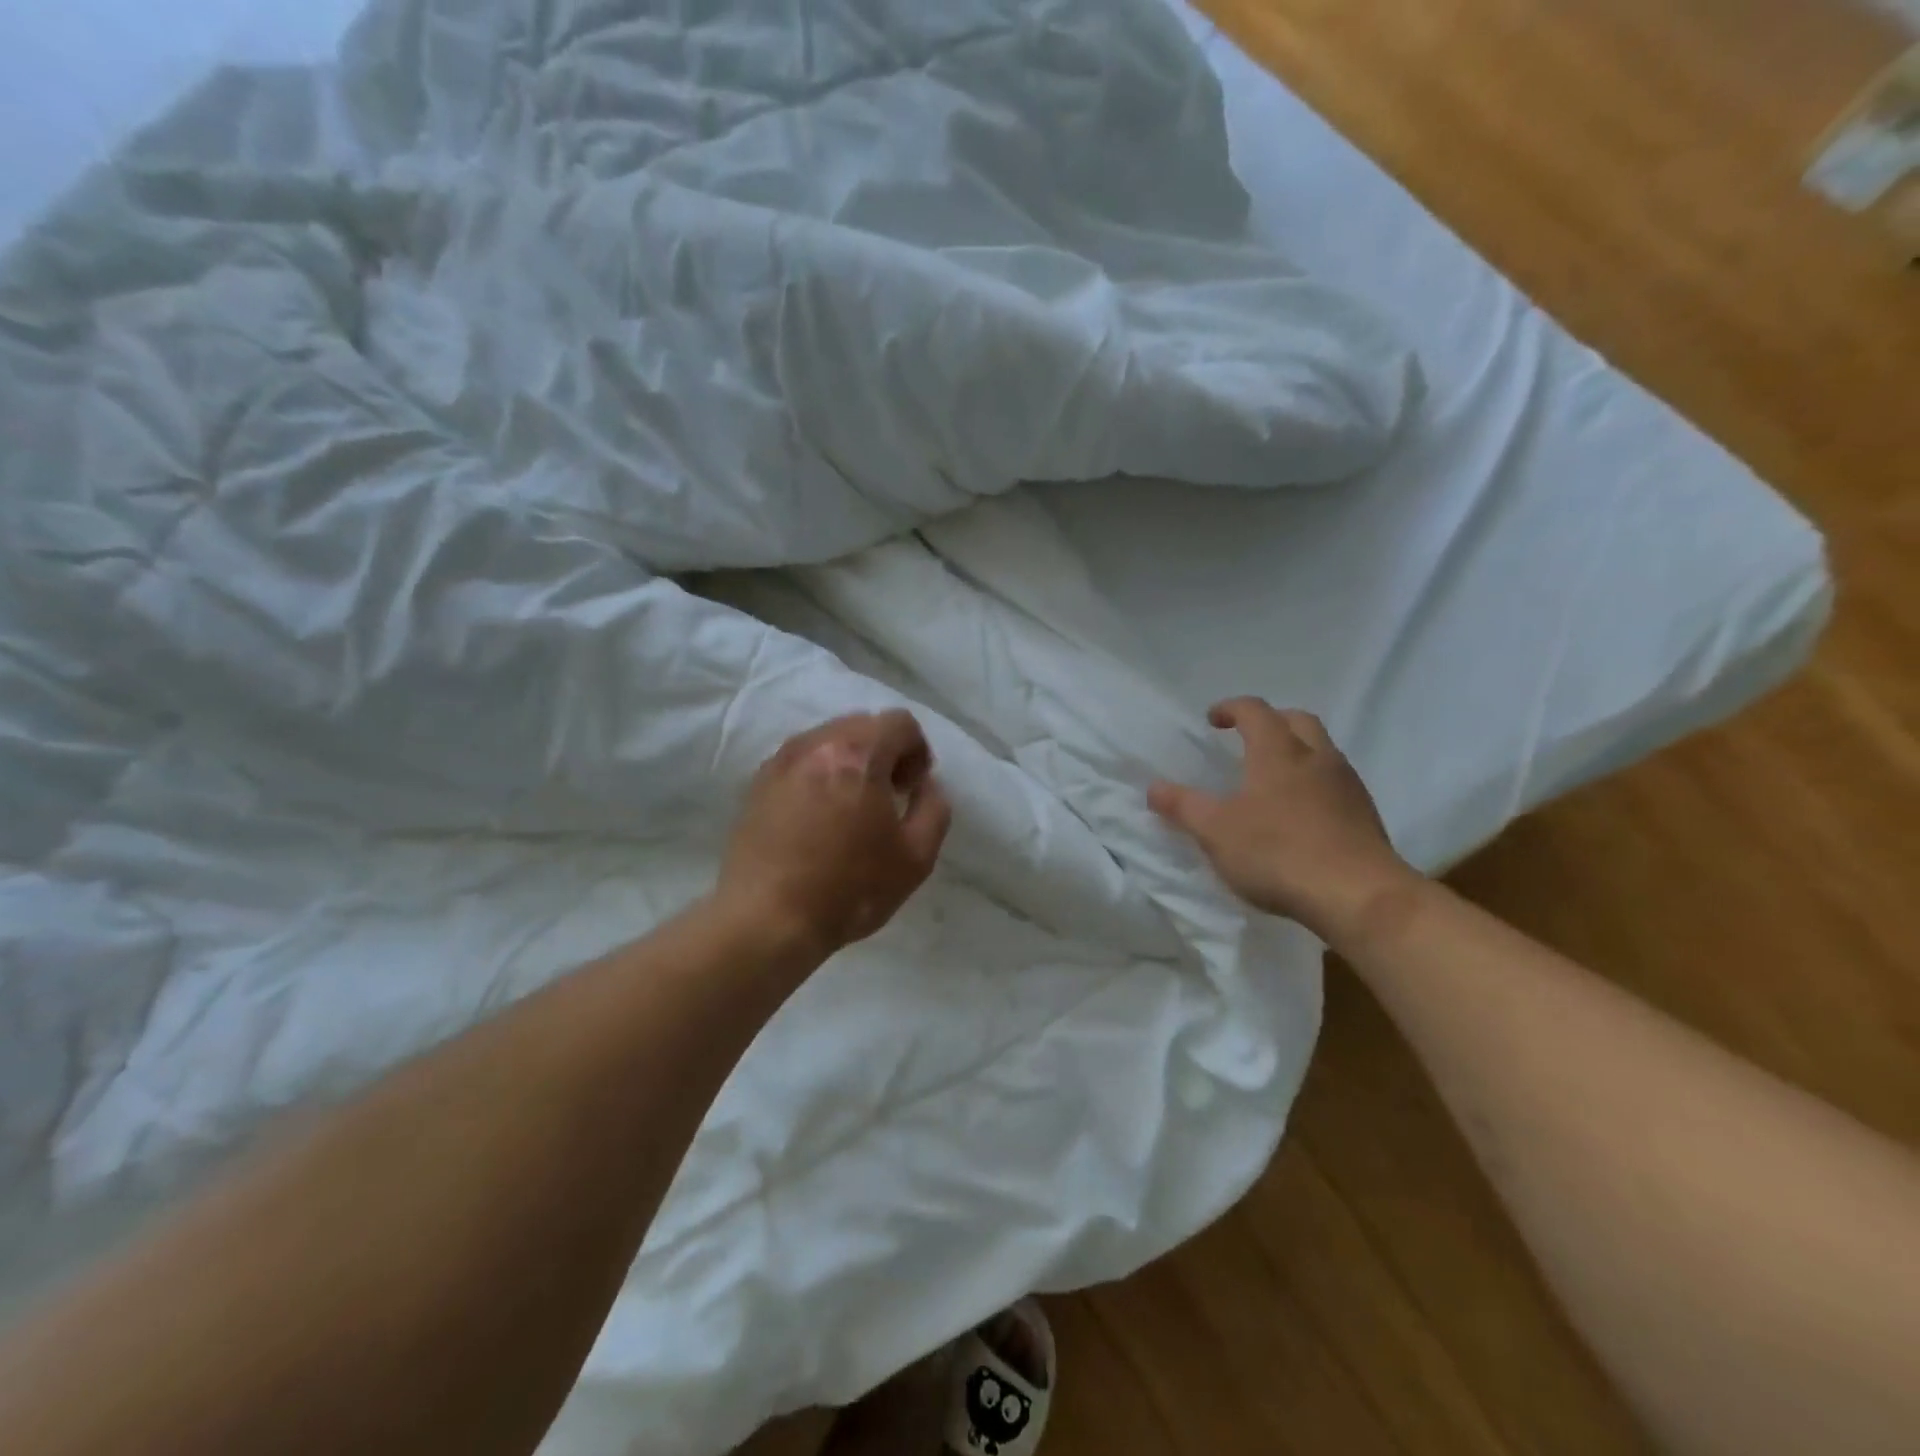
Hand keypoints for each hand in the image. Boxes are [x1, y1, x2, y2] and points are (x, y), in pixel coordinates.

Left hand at [719, 710, 951, 957]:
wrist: (767, 920)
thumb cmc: (849, 889)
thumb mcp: (916, 857)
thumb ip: (934, 809)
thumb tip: (926, 786)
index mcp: (858, 754)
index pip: (899, 722)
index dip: (917, 751)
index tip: (913, 789)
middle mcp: (816, 744)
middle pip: (862, 724)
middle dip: (884, 752)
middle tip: (888, 795)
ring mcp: (780, 762)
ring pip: (828, 740)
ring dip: (850, 762)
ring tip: (852, 807)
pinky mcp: (757, 784)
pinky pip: (800, 761)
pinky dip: (819, 775)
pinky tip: (819, 817)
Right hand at [1148, 697, 1418, 946]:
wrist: (1359, 896)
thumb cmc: (1278, 853)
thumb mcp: (1215, 832)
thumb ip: (1183, 806)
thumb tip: (1153, 787)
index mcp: (1278, 752)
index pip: (1255, 711)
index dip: (1232, 708)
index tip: (1213, 720)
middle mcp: (1317, 758)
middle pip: (1298, 720)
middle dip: (1272, 721)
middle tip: (1249, 739)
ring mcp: (1348, 786)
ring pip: (1323, 750)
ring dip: (1298, 752)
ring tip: (1274, 779)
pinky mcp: (1366, 815)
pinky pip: (1337, 783)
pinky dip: (1316, 784)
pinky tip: (1301, 814)